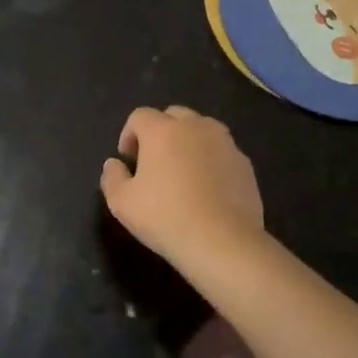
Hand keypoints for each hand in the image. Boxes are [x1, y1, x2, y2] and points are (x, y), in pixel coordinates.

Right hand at [99, 106, 264, 271]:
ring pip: (203, 129)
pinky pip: (222, 151)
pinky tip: (207, 188)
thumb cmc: (164, 217)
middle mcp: (195, 128)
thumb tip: (114, 164)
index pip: (140, 116)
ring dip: (189, 141)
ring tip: (183, 170)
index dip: (129, 134)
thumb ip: (112, 177)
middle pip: (174, 115)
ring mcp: (225, 144)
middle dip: (160, 131)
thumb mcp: (121, 202)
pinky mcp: (245, 164)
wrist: (223, 242)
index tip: (128, 160)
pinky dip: (211, 160)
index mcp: (162, 131)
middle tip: (154, 161)